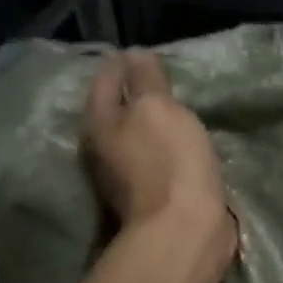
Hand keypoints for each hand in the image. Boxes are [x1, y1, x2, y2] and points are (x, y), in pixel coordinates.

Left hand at [83, 51, 232, 243]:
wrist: (184, 229)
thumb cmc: (169, 161)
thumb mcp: (158, 108)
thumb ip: (146, 80)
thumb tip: (135, 54)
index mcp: (98, 122)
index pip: (104, 79)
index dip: (124, 63)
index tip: (146, 53)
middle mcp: (101, 147)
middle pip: (114, 110)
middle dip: (132, 93)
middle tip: (159, 79)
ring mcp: (122, 175)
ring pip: (133, 136)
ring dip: (149, 123)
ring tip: (173, 110)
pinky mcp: (148, 195)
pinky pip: (152, 158)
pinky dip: (163, 147)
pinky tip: (180, 143)